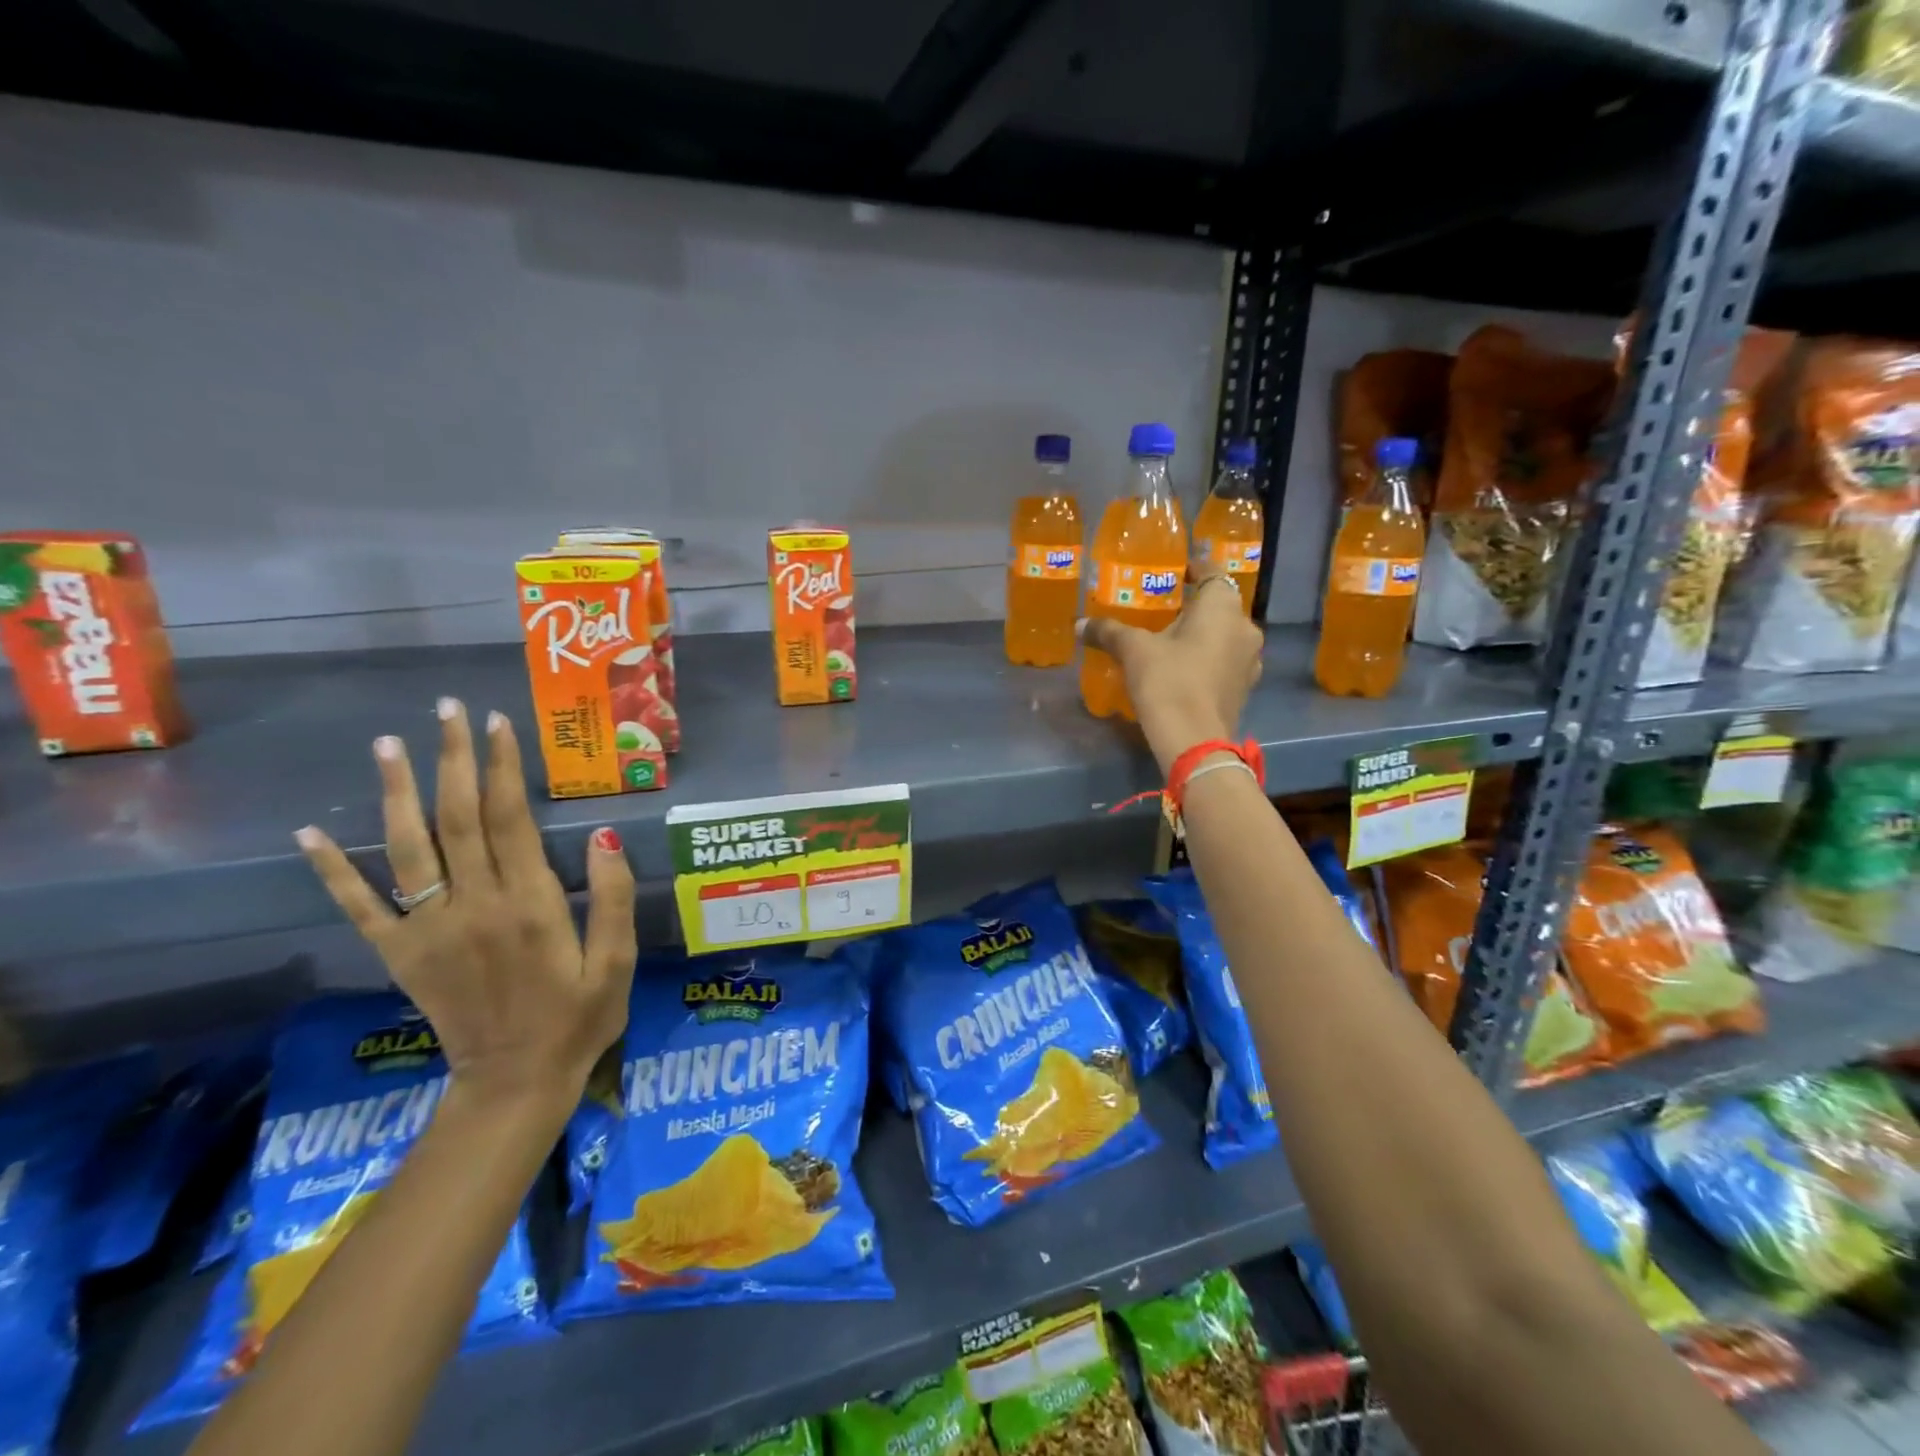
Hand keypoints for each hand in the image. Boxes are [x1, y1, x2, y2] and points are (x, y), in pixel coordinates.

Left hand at [294, 698, 636, 1108]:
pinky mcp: (402, 955)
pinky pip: (361, 908)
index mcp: (530, 904)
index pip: (510, 819)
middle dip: (452, 759)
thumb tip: (606, 834)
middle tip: (446, 711)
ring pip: (409, 848)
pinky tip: (310, 834)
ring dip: (398, 793)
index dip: (502, 767)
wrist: (515, 1084)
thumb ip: (612, 897)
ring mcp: (429, 930)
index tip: (498, 723)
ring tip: (388, 745)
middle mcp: (474, 906)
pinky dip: (334, 871)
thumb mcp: (617, 962)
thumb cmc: (579, 1019)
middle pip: (457, 819)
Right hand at [1081, 568, 1263, 772]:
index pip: (1211, 572)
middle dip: (1192, 605)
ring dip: (1202, 634)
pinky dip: (1206, 659)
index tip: (1172, 572)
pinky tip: (1182, 669)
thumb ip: (1108, 631)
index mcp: (1223, 607)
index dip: (1192, 568)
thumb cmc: (1168, 682)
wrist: (1194, 742)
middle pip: (1219, 606)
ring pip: (1224, 635)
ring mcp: (1249, 661)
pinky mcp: (1244, 689)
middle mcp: (1245, 628)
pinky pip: (1224, 661)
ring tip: (1170, 641)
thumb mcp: (1133, 651)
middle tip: (1161, 609)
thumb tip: (1079, 624)